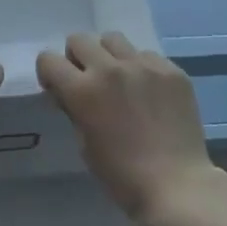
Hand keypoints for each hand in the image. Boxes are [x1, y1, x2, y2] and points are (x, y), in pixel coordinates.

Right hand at [37, 33, 219, 225]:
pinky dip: (141, 68)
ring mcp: (144, 65)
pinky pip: (146, 55)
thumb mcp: (84, 144)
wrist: (178, 186)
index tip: (58, 88)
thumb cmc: (122, 175)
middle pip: (79, 40)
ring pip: (113, 39)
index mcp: (83, 90)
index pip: (48, 59)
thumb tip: (68, 92)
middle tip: (89, 81)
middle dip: (77, 58)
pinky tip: (150, 93)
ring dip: (108, 56)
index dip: (49, 73)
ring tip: (120, 80)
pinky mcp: (171, 70)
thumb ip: (73, 109)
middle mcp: (111, 68)